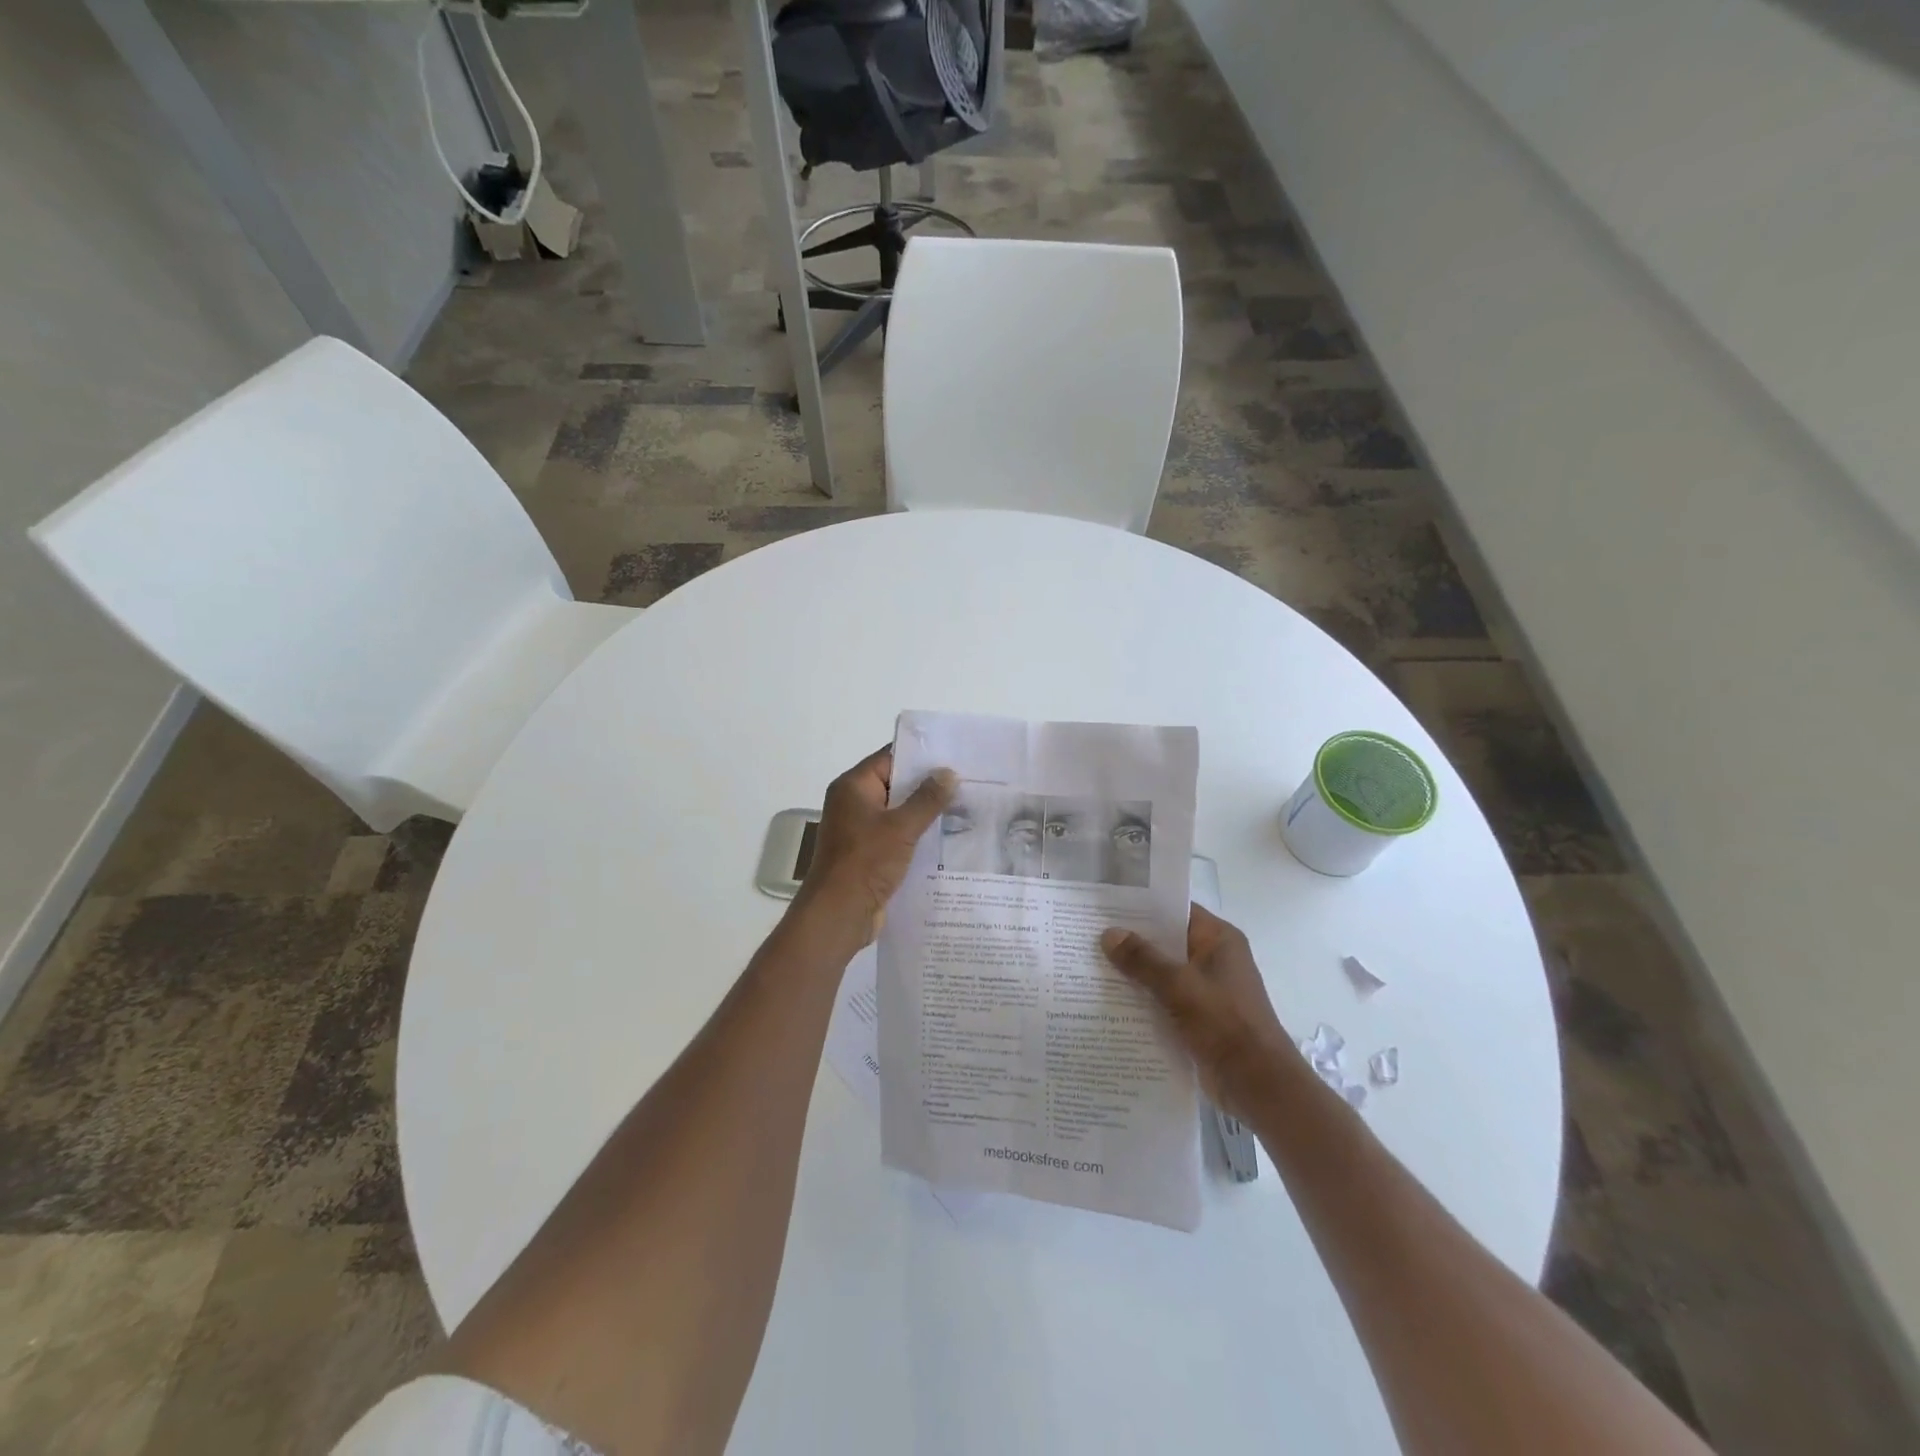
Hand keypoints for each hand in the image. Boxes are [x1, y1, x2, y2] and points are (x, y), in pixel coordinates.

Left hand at [795, 747, 956, 943]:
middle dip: (928, 786)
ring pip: (898, 813)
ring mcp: (860, 830)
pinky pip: (896, 836)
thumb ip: (927, 799)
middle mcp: (853, 803)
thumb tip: (948, 773)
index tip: (954, 755)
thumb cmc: (866, 862)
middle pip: (895, 785)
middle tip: (967, 782)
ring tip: (964, 808)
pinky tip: (947, 838)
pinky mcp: (868, 854)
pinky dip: (917, 836)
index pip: (889, 758)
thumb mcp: (902, 827)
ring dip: (925, 813)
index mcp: (853, 787)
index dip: (921, 756)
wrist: (839, 914)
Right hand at [1102, 906, 1293, 1119]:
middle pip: (1166, 942)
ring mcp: (1205, 990)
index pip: (1176, 910)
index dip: (1142, 906)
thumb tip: (1109, 934)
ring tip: (1089, 965)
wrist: (1258, 1085)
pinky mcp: (1197, 1018)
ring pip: (1161, 973)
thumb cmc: (1225, 1023)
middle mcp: (1213, 959)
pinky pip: (1163, 1000)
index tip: (1105, 905)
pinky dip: (1141, 1000)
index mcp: (1218, 940)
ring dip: (1133, 973)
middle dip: (1130, 941)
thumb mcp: (1180, 985)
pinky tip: (1108, 1001)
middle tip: (1088, 934)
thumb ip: (1143, 959)